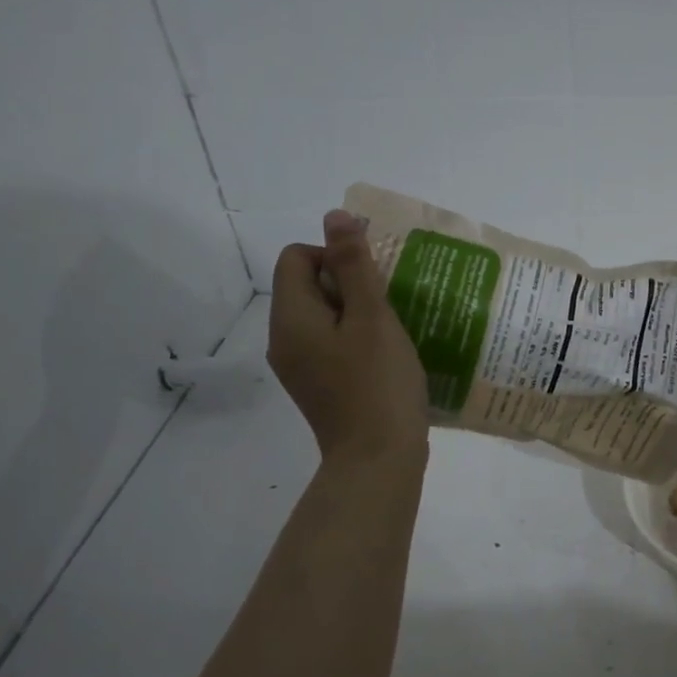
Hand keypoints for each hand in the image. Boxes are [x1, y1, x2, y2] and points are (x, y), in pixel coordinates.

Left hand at [268, 210, 428, 465]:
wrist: (378, 460)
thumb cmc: (379, 384)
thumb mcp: (373, 317)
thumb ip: (354, 265)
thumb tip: (335, 216)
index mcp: (292, 318)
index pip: (296, 257)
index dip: (335, 256)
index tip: (372, 283)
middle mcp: (284, 340)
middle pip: (308, 286)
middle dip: (349, 284)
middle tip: (388, 306)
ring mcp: (299, 367)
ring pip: (322, 317)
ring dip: (356, 313)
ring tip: (393, 330)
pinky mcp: (318, 386)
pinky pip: (330, 344)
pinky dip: (355, 340)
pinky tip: (385, 356)